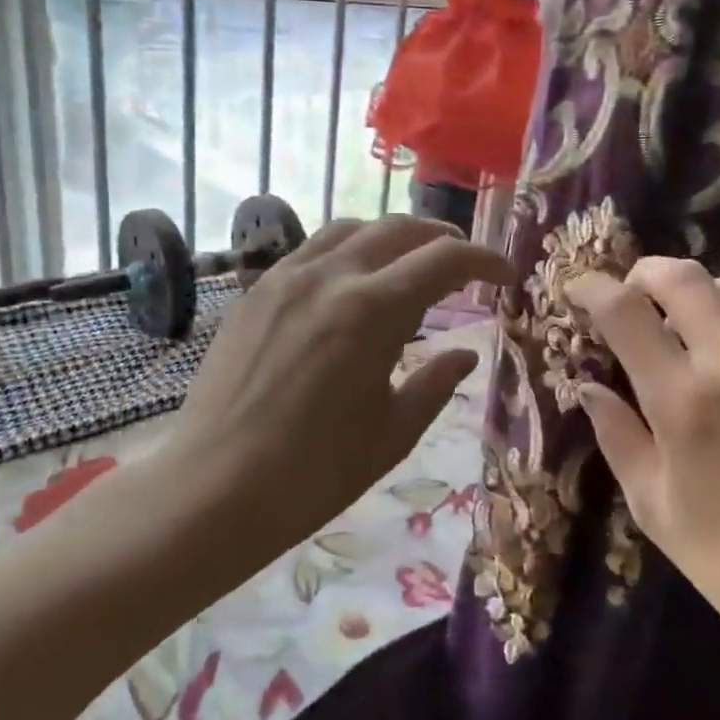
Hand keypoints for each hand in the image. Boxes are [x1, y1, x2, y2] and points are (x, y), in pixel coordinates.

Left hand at [164, 215, 511, 562]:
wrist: (214, 490)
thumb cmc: (315, 472)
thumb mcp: (393, 432)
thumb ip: (435, 383)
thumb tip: (465, 355)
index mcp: (373, 310)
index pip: (445, 259)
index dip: (485, 260)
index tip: (506, 275)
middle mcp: (331, 276)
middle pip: (399, 229)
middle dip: (442, 239)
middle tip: (465, 263)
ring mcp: (285, 278)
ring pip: (351, 229)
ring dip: (392, 237)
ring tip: (410, 262)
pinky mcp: (255, 293)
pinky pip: (311, 251)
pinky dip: (348, 252)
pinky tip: (352, 283)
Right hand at [567, 259, 719, 655]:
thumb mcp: (653, 506)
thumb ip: (617, 435)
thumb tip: (589, 388)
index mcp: (682, 403)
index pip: (625, 312)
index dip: (592, 290)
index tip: (578, 291)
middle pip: (682, 276)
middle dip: (644, 275)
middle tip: (632, 300)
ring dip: (699, 294)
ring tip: (689, 328)